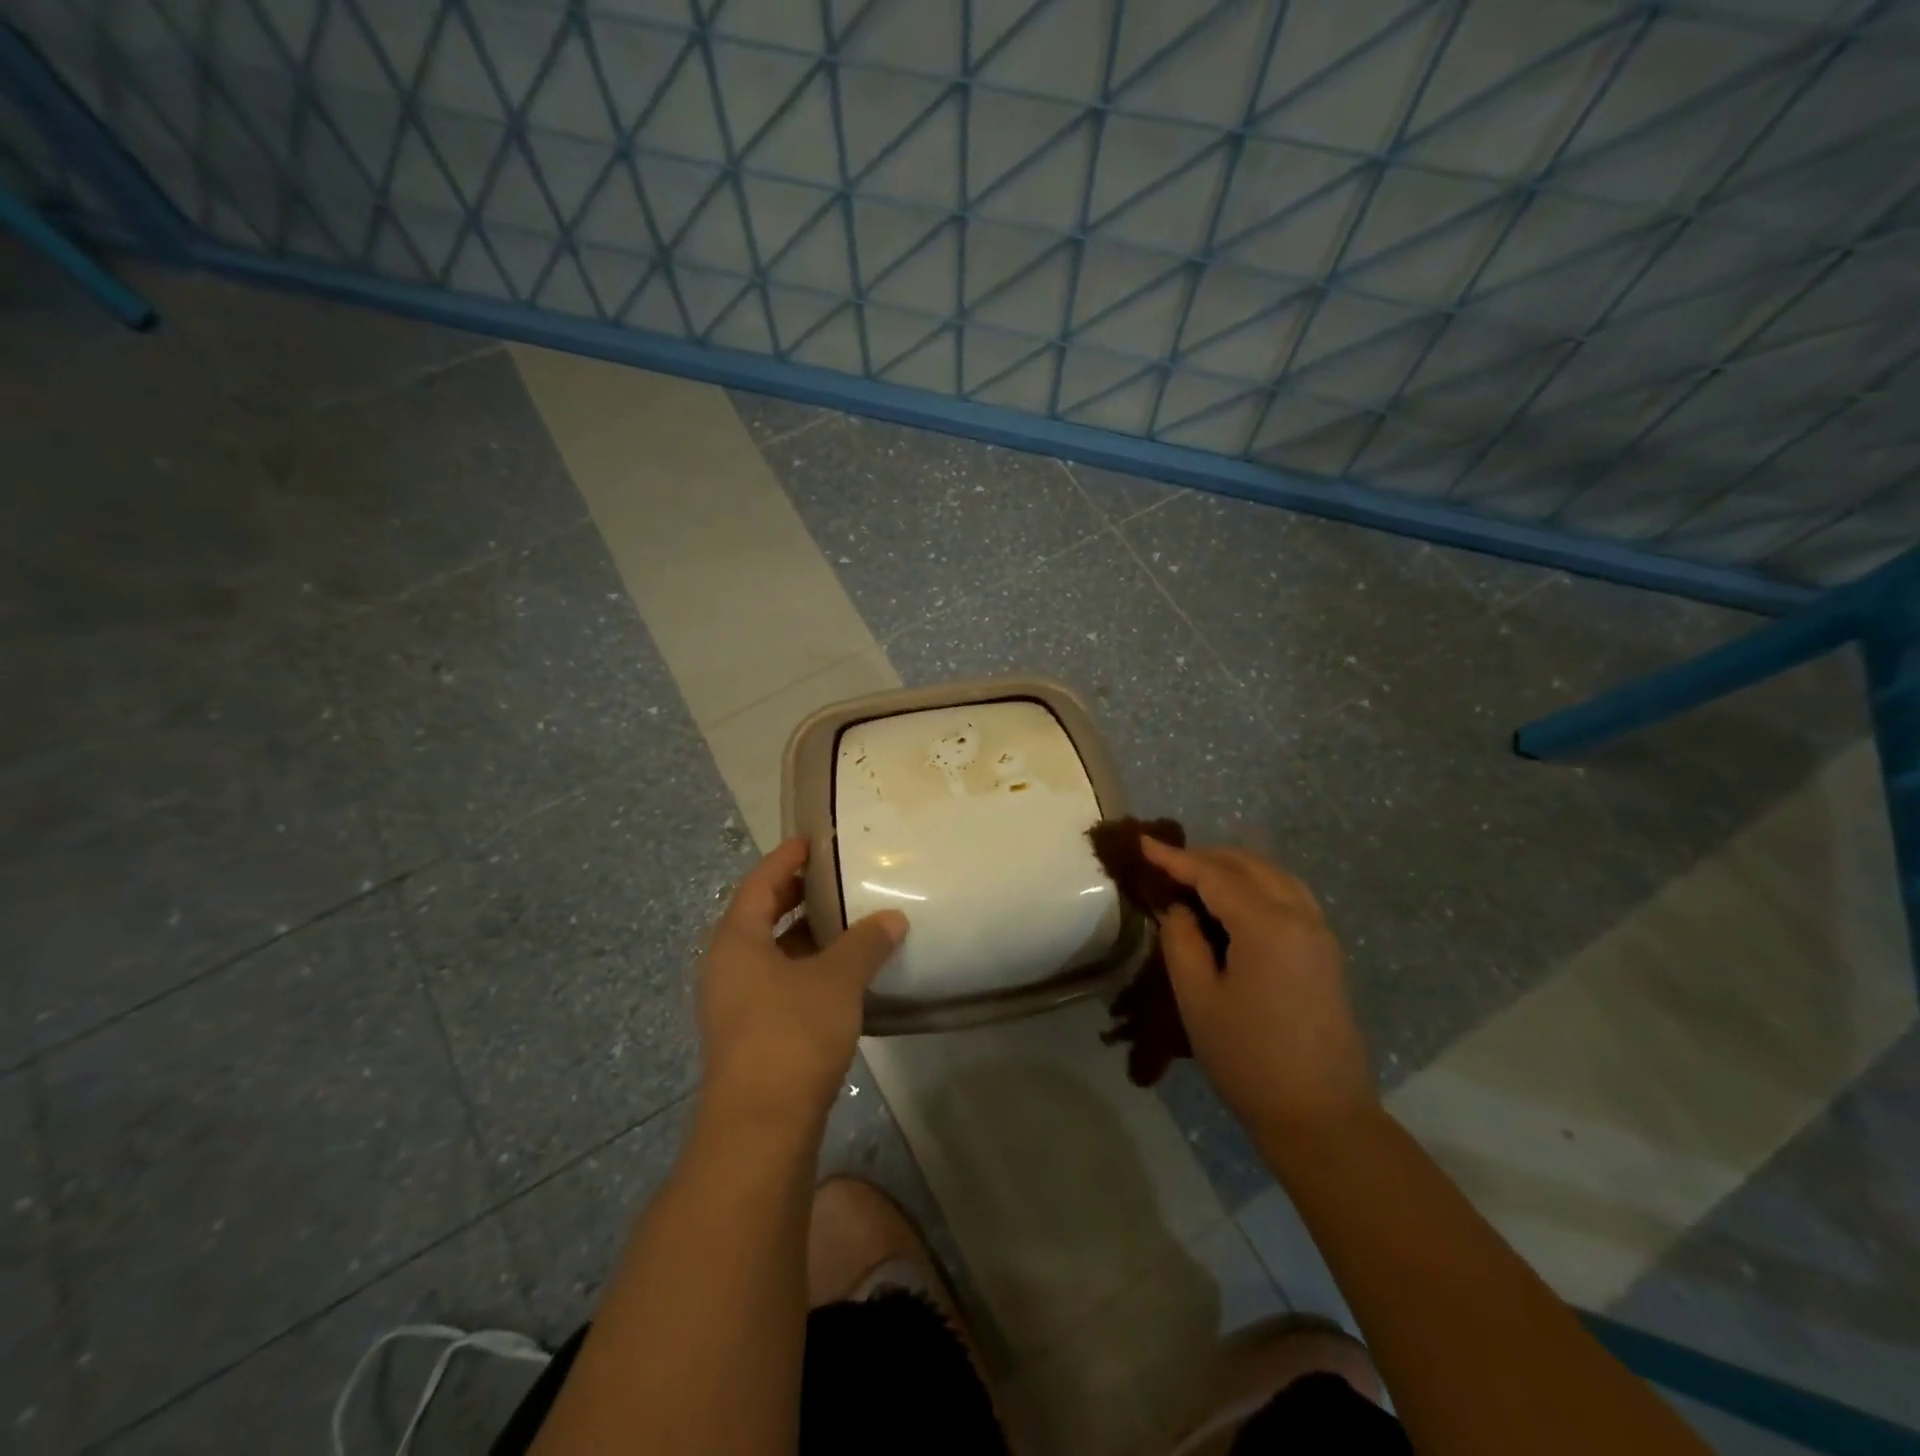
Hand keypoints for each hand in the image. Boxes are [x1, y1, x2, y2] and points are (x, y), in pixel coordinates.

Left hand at [697, 837, 908, 1125]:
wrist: (760, 1126)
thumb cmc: (792, 1034)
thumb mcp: (837, 979)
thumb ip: (865, 943)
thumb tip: (893, 918)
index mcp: (736, 940)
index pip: (760, 882)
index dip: (786, 858)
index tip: (813, 841)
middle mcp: (726, 965)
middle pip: (760, 915)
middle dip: (797, 895)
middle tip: (835, 877)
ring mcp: (733, 1002)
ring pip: (769, 952)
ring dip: (803, 935)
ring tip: (845, 921)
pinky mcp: (747, 1033)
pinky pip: (775, 982)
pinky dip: (804, 967)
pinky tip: (838, 973)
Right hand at [1143, 838, 1376, 1140]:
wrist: (1321, 1117)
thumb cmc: (1248, 1059)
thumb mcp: (1198, 999)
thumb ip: (1181, 941)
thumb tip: (1177, 908)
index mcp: (1267, 925)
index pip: (1214, 875)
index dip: (1175, 858)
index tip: (1143, 843)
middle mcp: (1300, 916)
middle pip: (1249, 865)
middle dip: (1205, 857)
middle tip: (1165, 863)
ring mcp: (1320, 933)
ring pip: (1274, 875)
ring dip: (1234, 867)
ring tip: (1196, 876)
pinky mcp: (1326, 952)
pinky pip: (1290, 895)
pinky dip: (1257, 884)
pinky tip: (1235, 901)